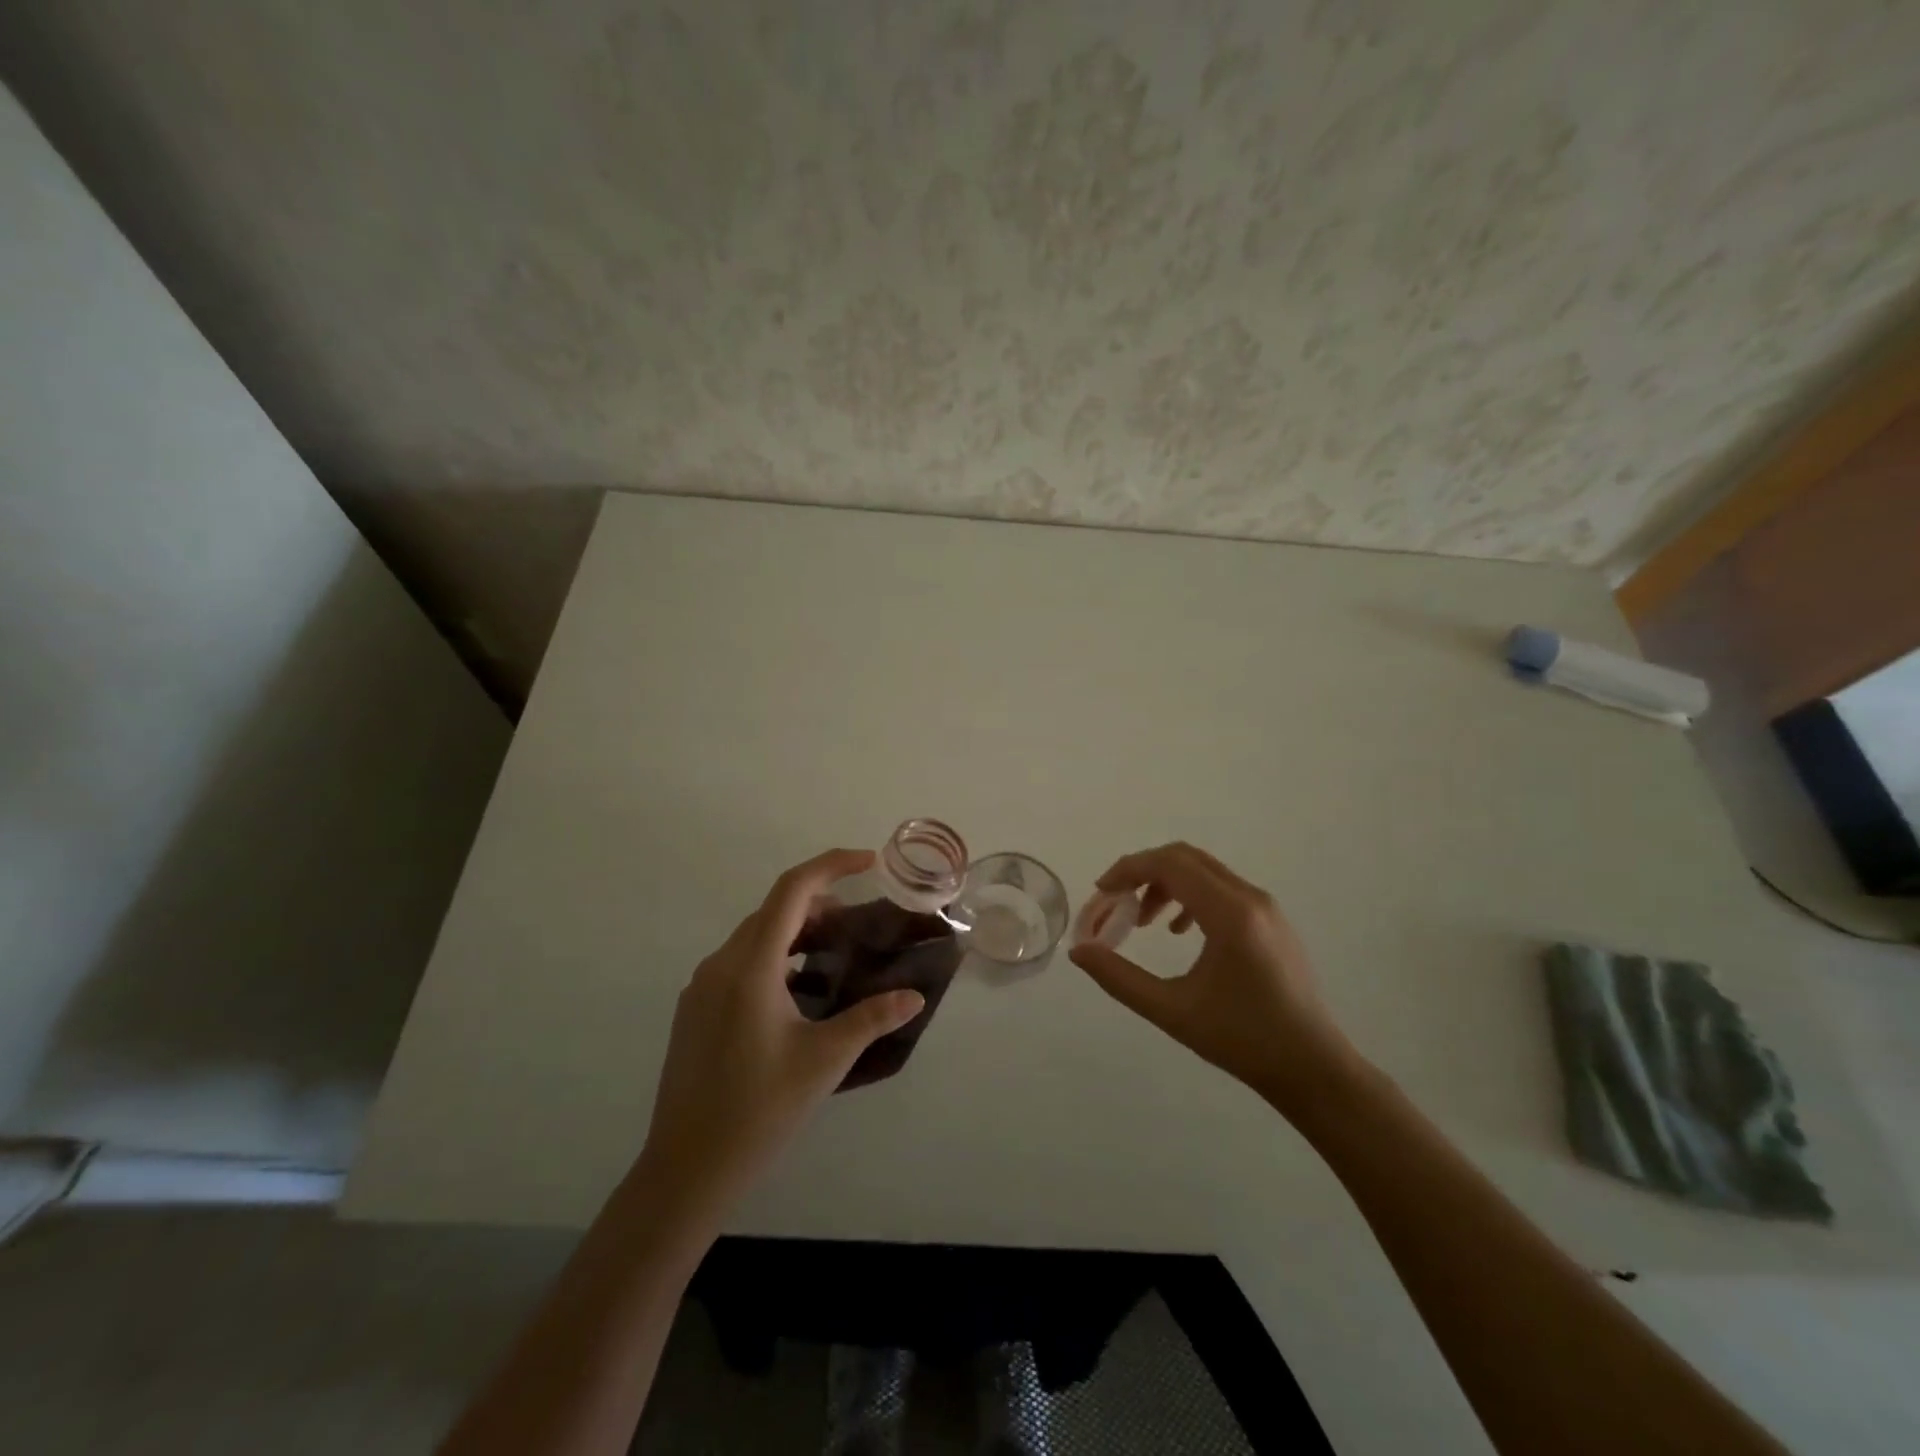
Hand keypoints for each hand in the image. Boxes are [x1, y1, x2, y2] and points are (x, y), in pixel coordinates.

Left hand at [637, 849, 926, 1224]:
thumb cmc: (759, 1110)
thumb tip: (914, 996)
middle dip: (820, 902)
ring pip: (756, 936)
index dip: (831, 865)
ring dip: (797, 931)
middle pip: (774, 909)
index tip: (868, 861)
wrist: (686, 1168)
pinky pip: (740, 962)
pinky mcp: (695, 1009)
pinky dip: (775, 957)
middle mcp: (720, 964)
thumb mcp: (824, 1061)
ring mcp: (702, 986)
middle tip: (861, 921)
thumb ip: (871, 1019)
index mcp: (750, 967)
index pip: (792, 890)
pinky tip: (799, 991)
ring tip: (836, 952)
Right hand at [1069, 842, 1363, 1119]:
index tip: (1101, 893)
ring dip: (1165, 883)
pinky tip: (1179, 930)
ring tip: (1144, 921)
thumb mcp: (1172, 1012)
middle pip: (1185, 857)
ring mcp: (1265, 906)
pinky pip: (1221, 887)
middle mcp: (1250, 898)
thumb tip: (1079, 952)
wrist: (1313, 1068)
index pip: (1170, 864)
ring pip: (1203, 870)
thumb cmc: (1242, 1041)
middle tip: (1115, 902)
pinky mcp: (1271, 919)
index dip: (1128, 870)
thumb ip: (1119, 978)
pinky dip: (1190, 894)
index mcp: (1230, 915)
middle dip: (1143, 872)